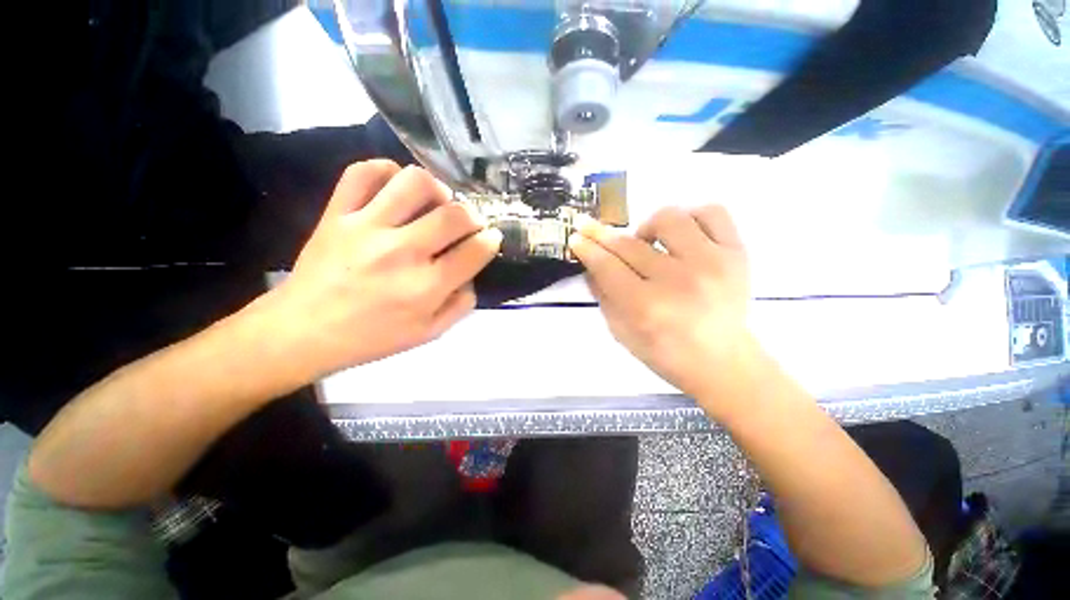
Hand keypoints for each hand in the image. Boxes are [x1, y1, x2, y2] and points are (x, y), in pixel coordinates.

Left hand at [267, 161, 501, 379]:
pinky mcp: (337, 214)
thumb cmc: (372, 338)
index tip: (490, 238)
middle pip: (454, 214)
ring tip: (436, 202)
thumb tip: (471, 275)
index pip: (475, 251)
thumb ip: (461, 305)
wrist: (303, 332)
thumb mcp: (429, 333)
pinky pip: (363, 172)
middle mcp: (402, 253)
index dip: (491, 240)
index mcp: (426, 287)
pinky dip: (386, 170)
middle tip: (468, 223)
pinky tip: (396, 186)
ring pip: (414, 183)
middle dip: (473, 215)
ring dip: (437, 188)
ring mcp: (366, 228)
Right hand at [569, 206, 758, 415]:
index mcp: (647, 307)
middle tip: (591, 229)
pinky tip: (682, 236)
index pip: (607, 266)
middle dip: (602, 235)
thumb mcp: (622, 333)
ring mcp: (712, 263)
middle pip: (629, 244)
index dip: (588, 249)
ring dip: (647, 228)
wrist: (723, 361)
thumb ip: (603, 297)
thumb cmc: (667, 353)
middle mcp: (678, 281)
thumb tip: (590, 265)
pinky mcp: (737, 253)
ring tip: (647, 244)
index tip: (576, 237)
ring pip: (669, 218)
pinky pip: (711, 212)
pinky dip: (691, 217)